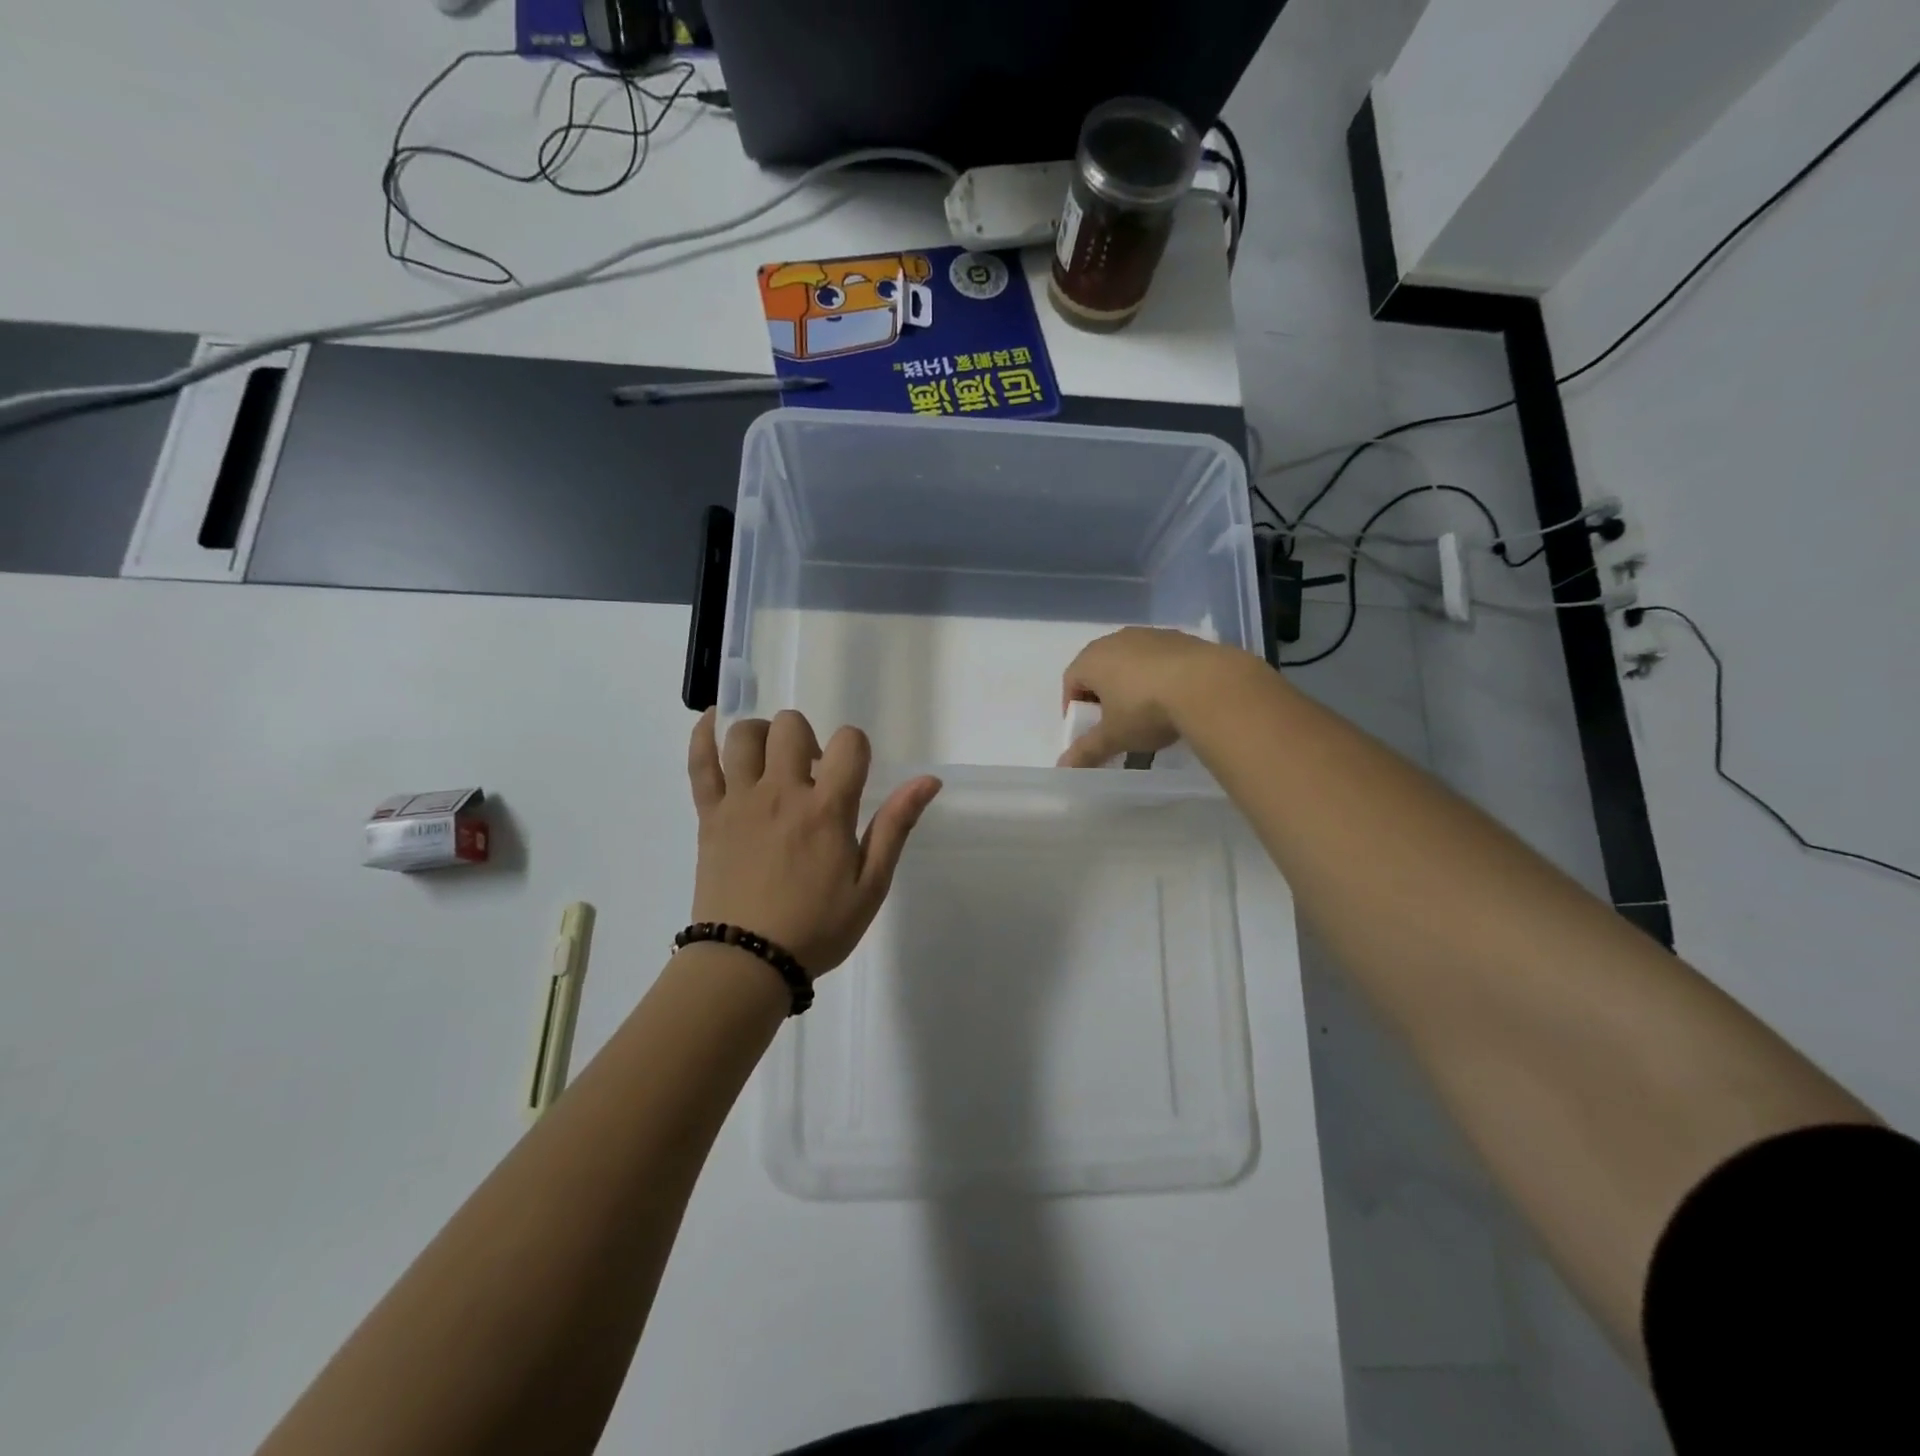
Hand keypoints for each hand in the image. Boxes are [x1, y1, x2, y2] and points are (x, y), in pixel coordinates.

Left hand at [687, 710, 941, 975]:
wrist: (748, 963)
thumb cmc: (817, 927)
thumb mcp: (871, 885)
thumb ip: (896, 826)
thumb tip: (928, 780)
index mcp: (826, 809)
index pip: (848, 743)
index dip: (856, 748)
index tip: (851, 775)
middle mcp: (781, 793)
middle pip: (791, 726)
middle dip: (807, 739)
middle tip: (809, 775)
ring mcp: (739, 801)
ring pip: (744, 735)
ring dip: (763, 737)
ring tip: (770, 764)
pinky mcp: (709, 816)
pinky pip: (698, 762)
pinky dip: (703, 735)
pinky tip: (713, 722)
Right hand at [1058, 627, 1253, 767]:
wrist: (1207, 685)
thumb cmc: (1145, 709)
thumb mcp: (1114, 737)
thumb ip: (1087, 751)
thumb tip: (1063, 768)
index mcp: (1092, 659)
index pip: (1071, 680)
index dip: (1074, 706)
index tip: (1087, 729)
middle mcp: (1116, 639)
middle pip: (1100, 667)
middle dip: (1103, 694)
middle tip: (1114, 722)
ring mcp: (1150, 635)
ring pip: (1131, 661)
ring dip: (1132, 684)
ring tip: (1147, 712)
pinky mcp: (1180, 638)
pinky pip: (1159, 659)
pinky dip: (1159, 676)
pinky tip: (1174, 699)